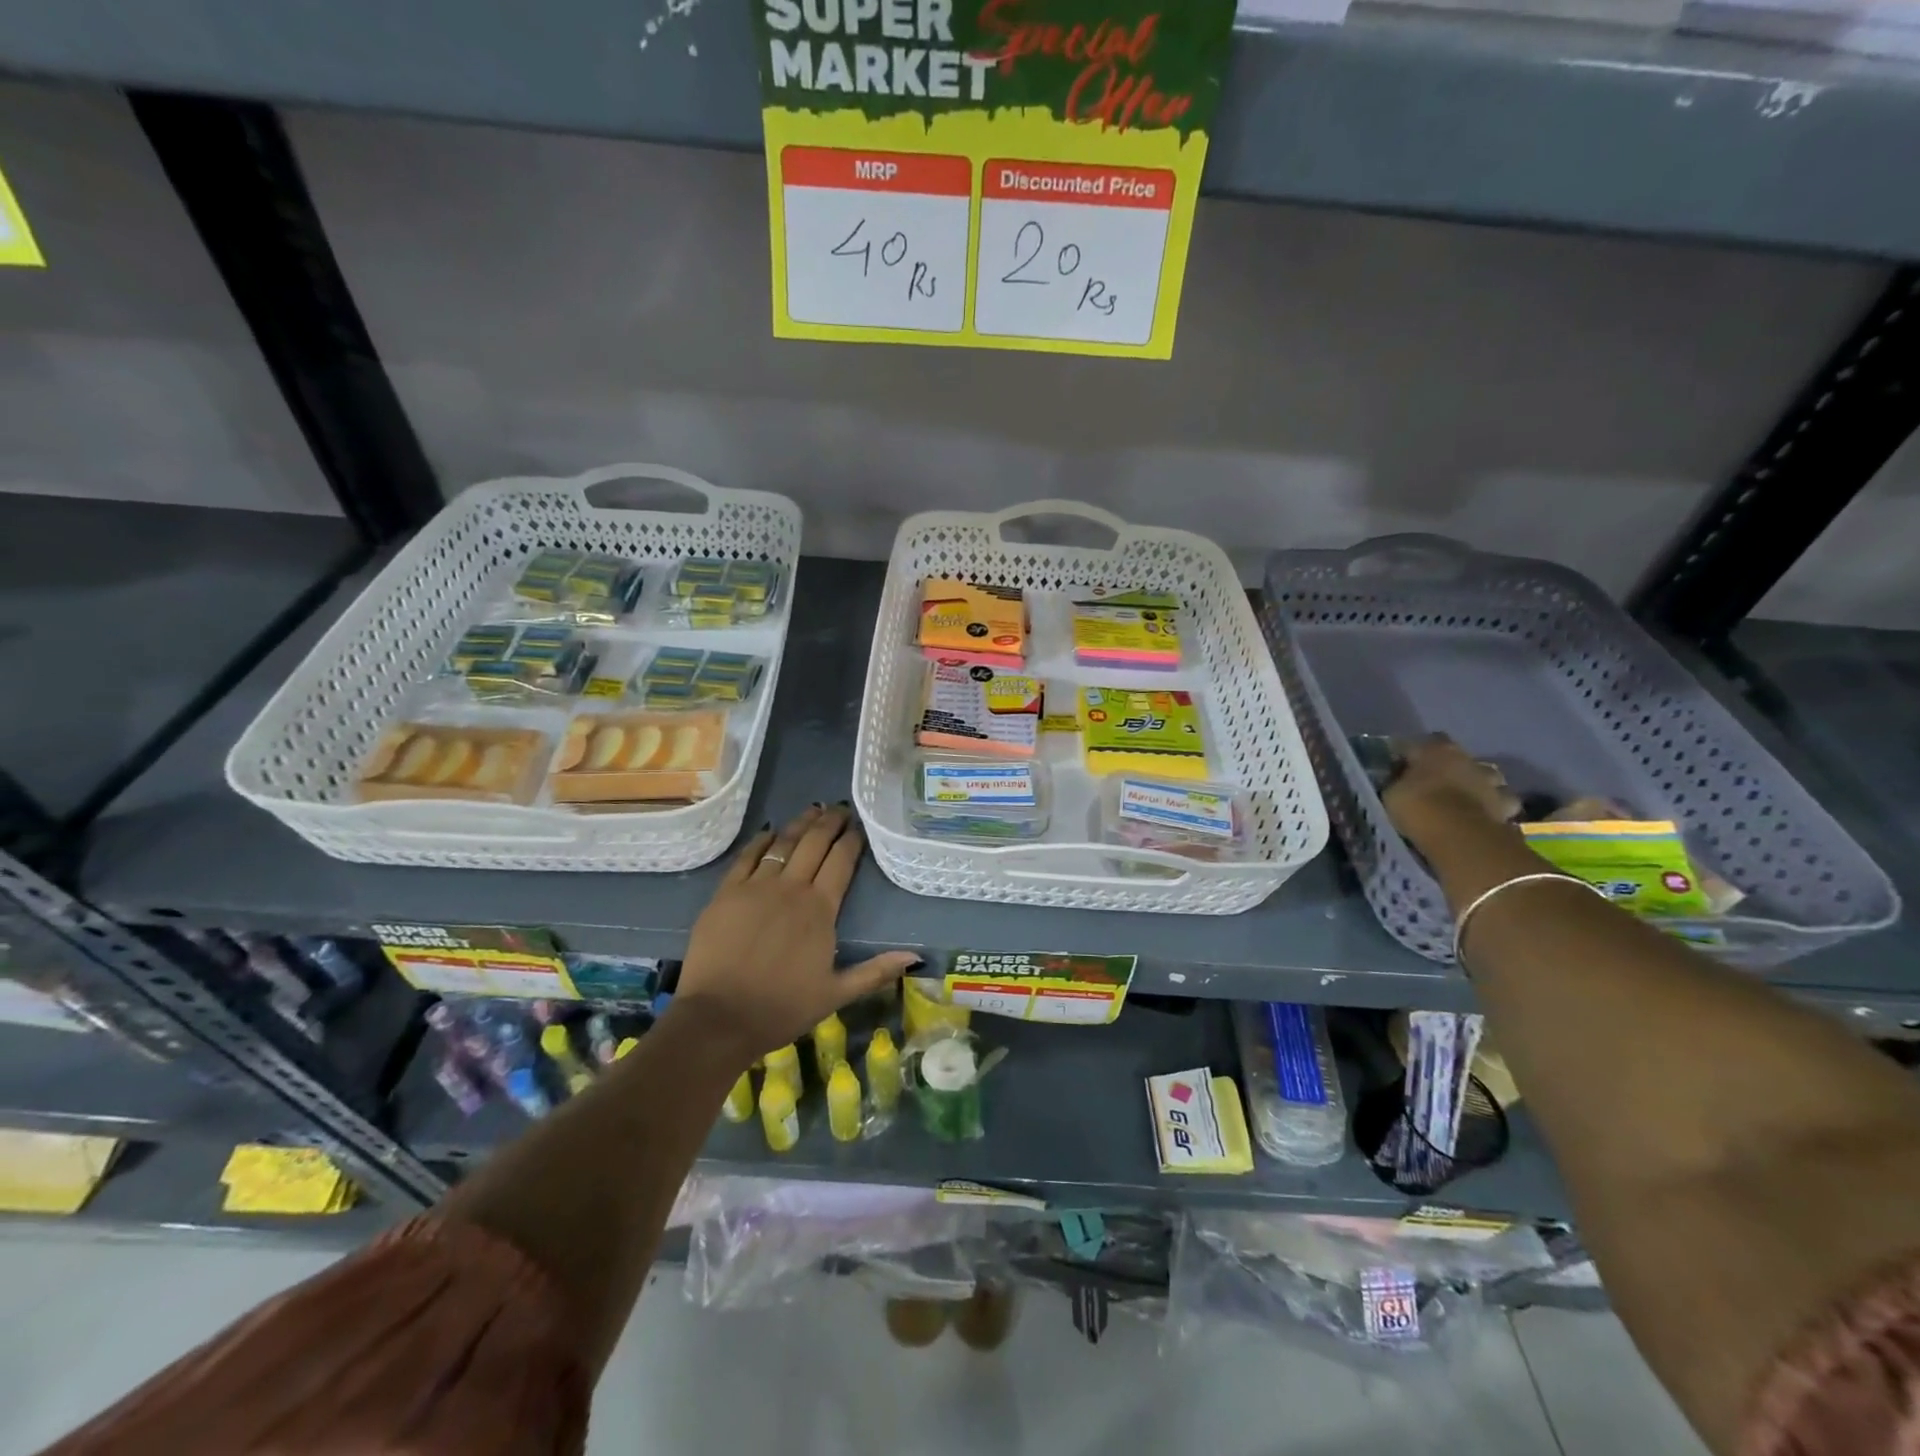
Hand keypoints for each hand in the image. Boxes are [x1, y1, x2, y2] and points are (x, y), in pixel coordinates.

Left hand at [674, 805, 920, 1063]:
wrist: (719, 1018)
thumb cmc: (781, 1008)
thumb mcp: (836, 994)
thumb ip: (875, 971)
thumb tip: (916, 957)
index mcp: (820, 909)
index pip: (841, 862)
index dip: (852, 840)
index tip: (859, 826)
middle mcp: (791, 888)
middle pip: (814, 843)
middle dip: (829, 822)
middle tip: (839, 808)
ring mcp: (756, 887)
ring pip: (783, 843)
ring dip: (800, 824)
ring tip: (812, 809)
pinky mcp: (726, 893)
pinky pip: (747, 856)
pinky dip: (761, 840)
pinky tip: (770, 831)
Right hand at [1381, 734, 1520, 848]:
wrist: (1460, 836)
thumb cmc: (1418, 807)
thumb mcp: (1392, 793)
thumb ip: (1398, 781)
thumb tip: (1399, 779)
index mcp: (1436, 749)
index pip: (1420, 743)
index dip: (1411, 755)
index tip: (1401, 767)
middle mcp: (1466, 758)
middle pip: (1456, 757)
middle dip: (1447, 767)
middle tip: (1434, 784)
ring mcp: (1491, 780)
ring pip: (1484, 776)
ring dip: (1475, 783)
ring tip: (1462, 799)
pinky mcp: (1507, 804)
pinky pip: (1500, 801)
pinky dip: (1492, 806)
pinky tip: (1481, 814)